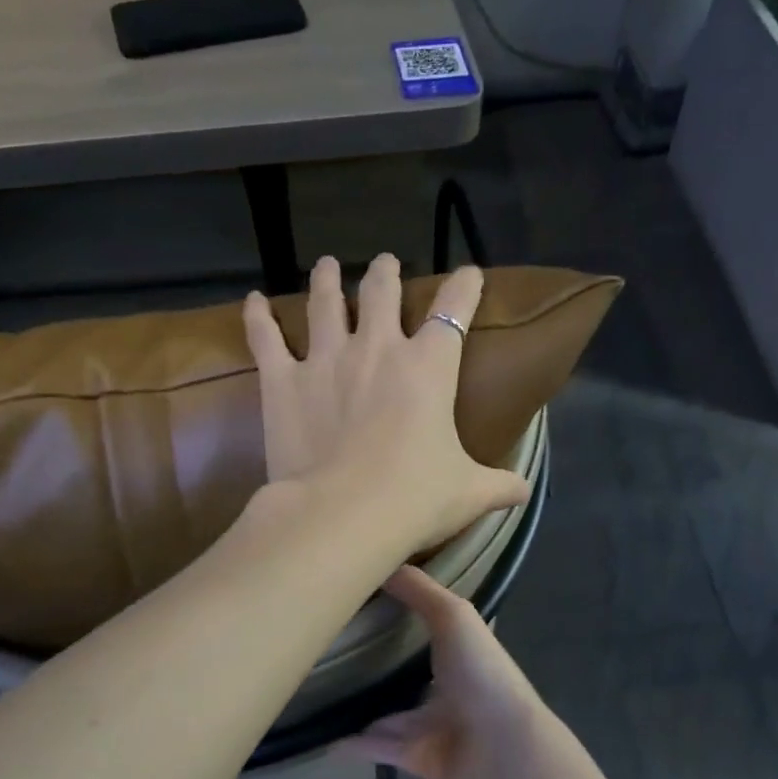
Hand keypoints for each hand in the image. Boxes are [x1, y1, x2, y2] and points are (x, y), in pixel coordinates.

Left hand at [243, 254, 528, 554]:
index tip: (469, 274)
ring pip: (325, 302)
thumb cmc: (415, 498)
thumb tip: (524, 491)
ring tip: (327, 266)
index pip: (453, 310)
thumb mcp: (468, 493)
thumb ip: (498, 485)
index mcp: (428, 366)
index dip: (464, 287)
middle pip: (382, 292)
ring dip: (327, 280)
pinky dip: (258, 317)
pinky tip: (253, 301)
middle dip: (387, 273)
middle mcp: (377, 348)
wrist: (344, 514)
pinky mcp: (282, 380)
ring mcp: (325, 359)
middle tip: (385, 264)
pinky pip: (266, 338)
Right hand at [336, 565, 555, 778]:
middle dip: (377, 661)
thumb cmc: (481, 675)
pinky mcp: (417, 757)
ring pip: (389, 712)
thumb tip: (384, 562)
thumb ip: (420, 590)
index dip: (406, 611)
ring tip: (318, 688)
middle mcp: (451, 686)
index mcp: (464, 651)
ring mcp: (435, 724)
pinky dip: (353, 744)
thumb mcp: (453, 616)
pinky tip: (323, 735)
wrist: (502, 752)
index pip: (434, 626)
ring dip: (360, 704)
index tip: (366, 596)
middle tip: (331, 644)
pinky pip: (377, 747)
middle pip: (408, 671)